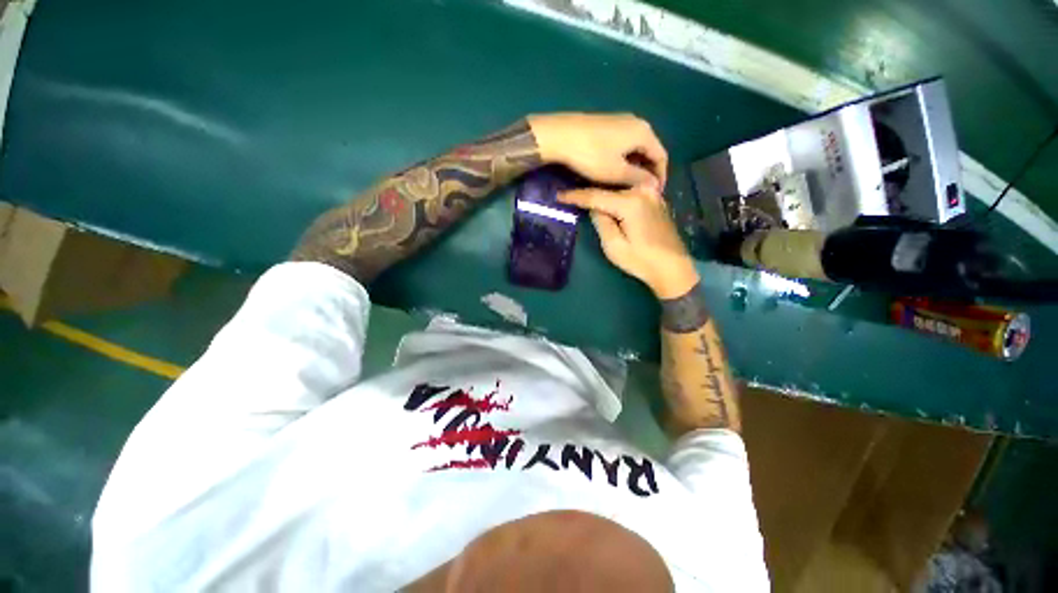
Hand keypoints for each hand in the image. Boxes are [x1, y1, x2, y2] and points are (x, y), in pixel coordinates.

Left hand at [528, 113, 667, 189]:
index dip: (660, 177)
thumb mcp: (616, 172)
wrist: (560, 135)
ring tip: (629, 184)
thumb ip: (638, 178)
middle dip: (647, 172)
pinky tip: (616, 170)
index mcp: (644, 132)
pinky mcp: (606, 124)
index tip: (655, 193)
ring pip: (635, 147)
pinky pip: (624, 143)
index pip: (661, 156)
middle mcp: (637, 122)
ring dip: (635, 166)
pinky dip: (624, 158)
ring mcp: (620, 121)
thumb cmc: (591, 156)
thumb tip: (654, 184)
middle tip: (641, 191)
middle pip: (649, 150)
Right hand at [560, 186, 698, 298]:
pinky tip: (606, 198)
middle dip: (589, 190)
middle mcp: (642, 191)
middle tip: (569, 191)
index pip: (595, 196)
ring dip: (602, 192)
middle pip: (608, 188)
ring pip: (619, 189)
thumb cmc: (641, 261)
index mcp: (630, 202)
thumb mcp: (614, 246)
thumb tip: (594, 208)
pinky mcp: (655, 200)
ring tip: (584, 193)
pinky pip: (629, 193)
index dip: (575, 196)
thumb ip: (601, 222)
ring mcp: (652, 194)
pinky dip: (616, 195)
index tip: (558, 195)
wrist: (673, 268)